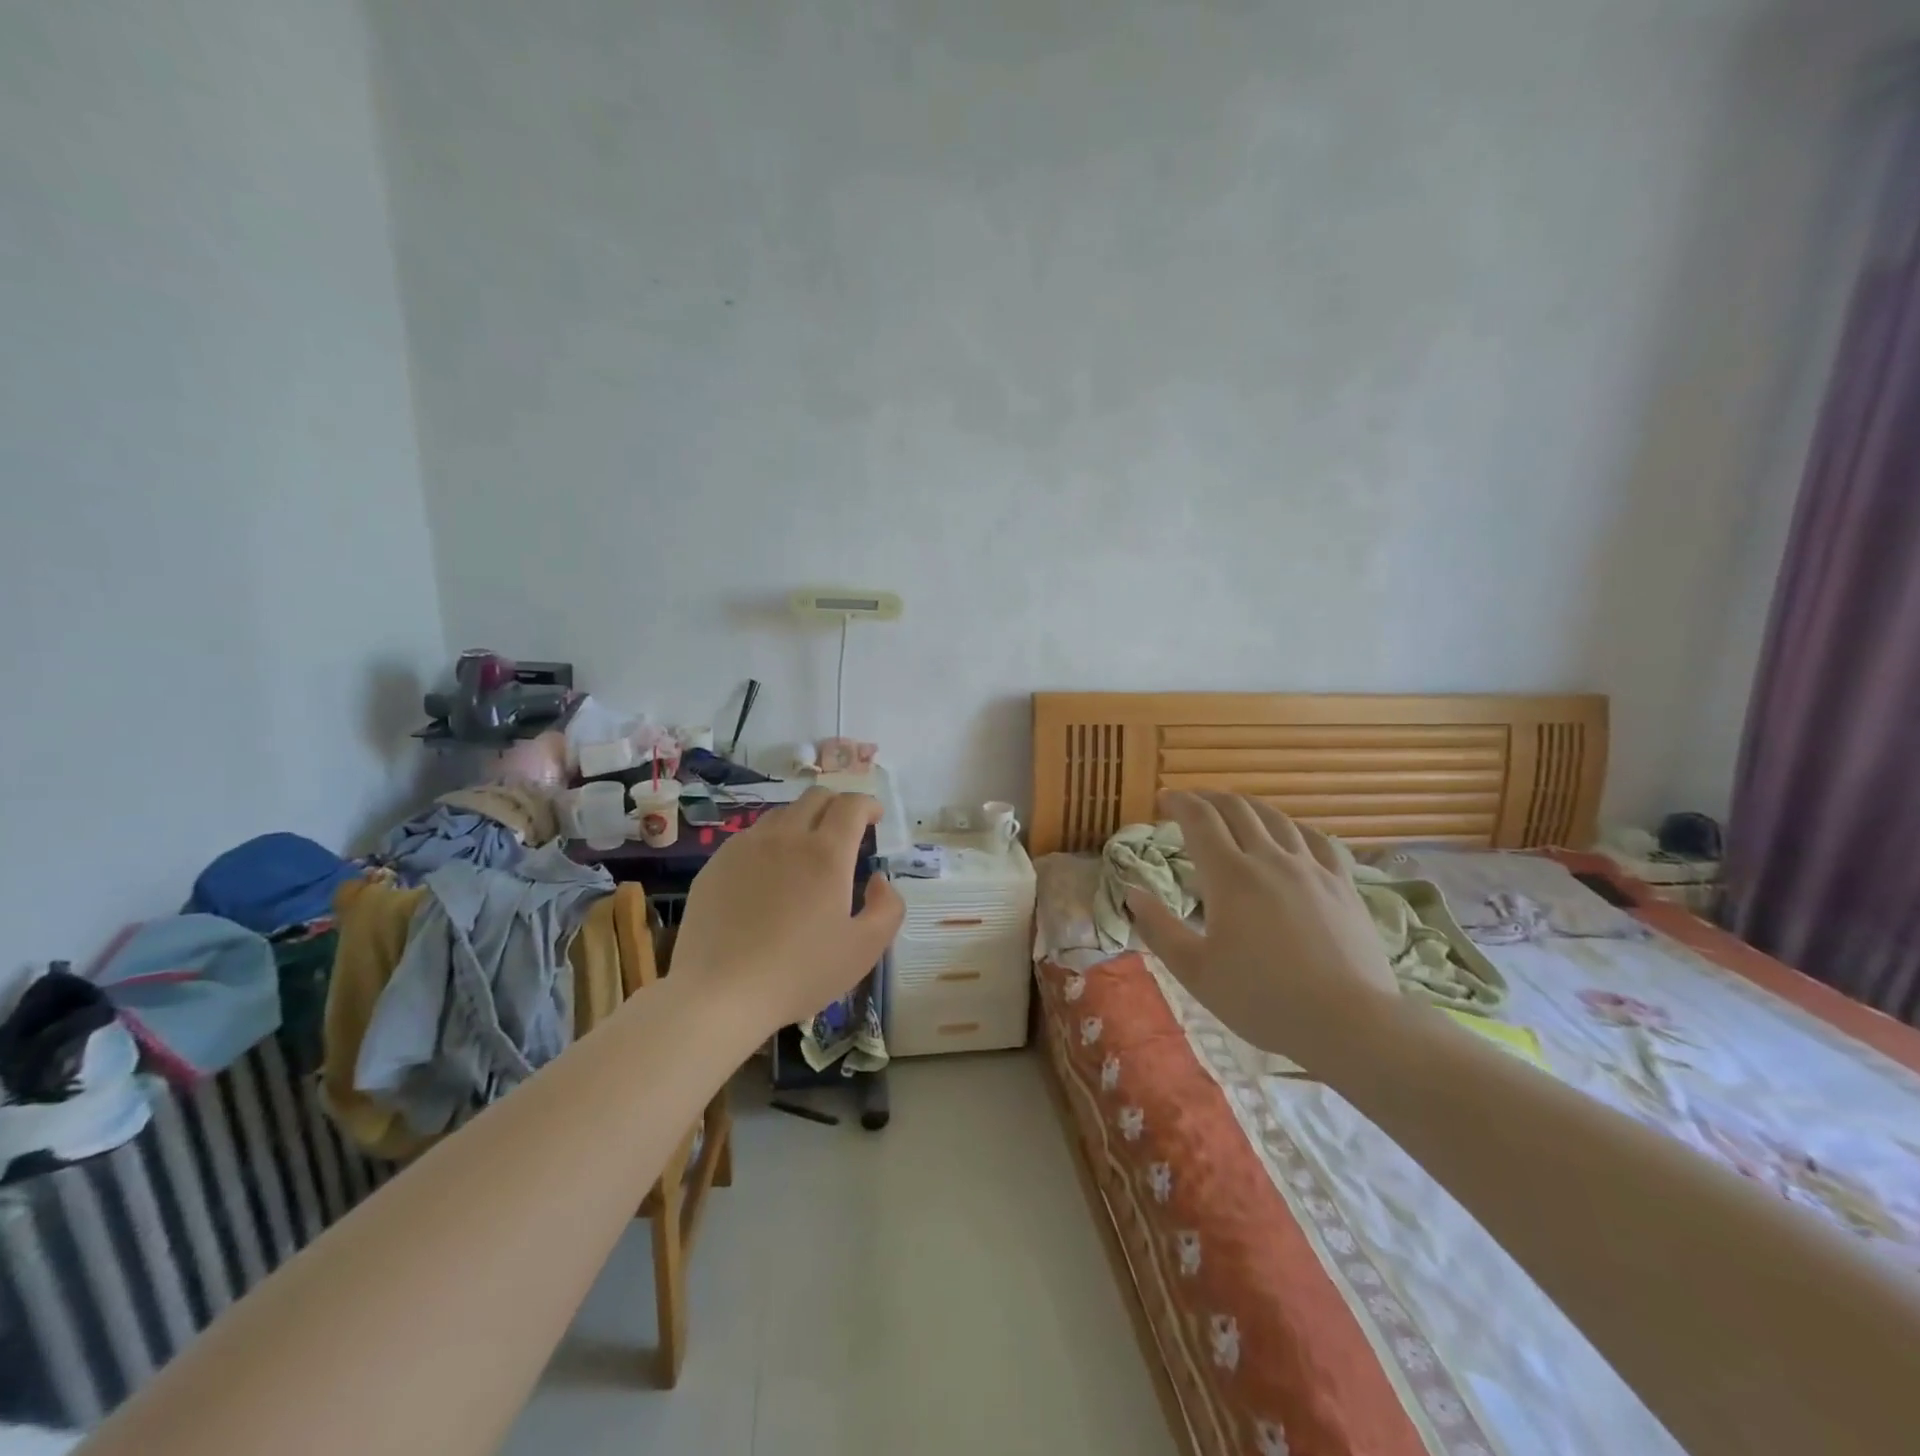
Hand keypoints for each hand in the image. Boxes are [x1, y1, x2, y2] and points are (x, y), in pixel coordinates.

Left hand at [670, 788, 904, 1034]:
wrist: (719, 994)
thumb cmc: (800, 972)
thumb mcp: (864, 949)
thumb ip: (888, 907)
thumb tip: (880, 880)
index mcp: (826, 853)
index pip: (851, 805)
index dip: (869, 805)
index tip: (876, 819)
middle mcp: (786, 837)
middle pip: (816, 798)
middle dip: (838, 806)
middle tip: (846, 832)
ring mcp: (746, 846)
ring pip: (781, 814)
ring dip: (803, 822)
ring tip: (806, 854)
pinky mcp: (717, 863)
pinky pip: (751, 837)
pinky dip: (771, 843)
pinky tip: (768, 876)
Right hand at [1127, 792, 1400, 1070]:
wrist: (1349, 1023)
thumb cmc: (1262, 999)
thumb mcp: (1195, 971)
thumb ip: (1158, 928)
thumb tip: (1131, 892)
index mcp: (1229, 876)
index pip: (1200, 820)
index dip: (1179, 802)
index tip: (1163, 799)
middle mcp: (1270, 859)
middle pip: (1237, 810)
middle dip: (1209, 798)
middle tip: (1191, 802)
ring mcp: (1311, 869)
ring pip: (1277, 819)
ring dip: (1248, 806)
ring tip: (1233, 810)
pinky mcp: (1342, 886)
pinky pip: (1318, 840)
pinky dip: (1294, 827)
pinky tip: (1290, 833)